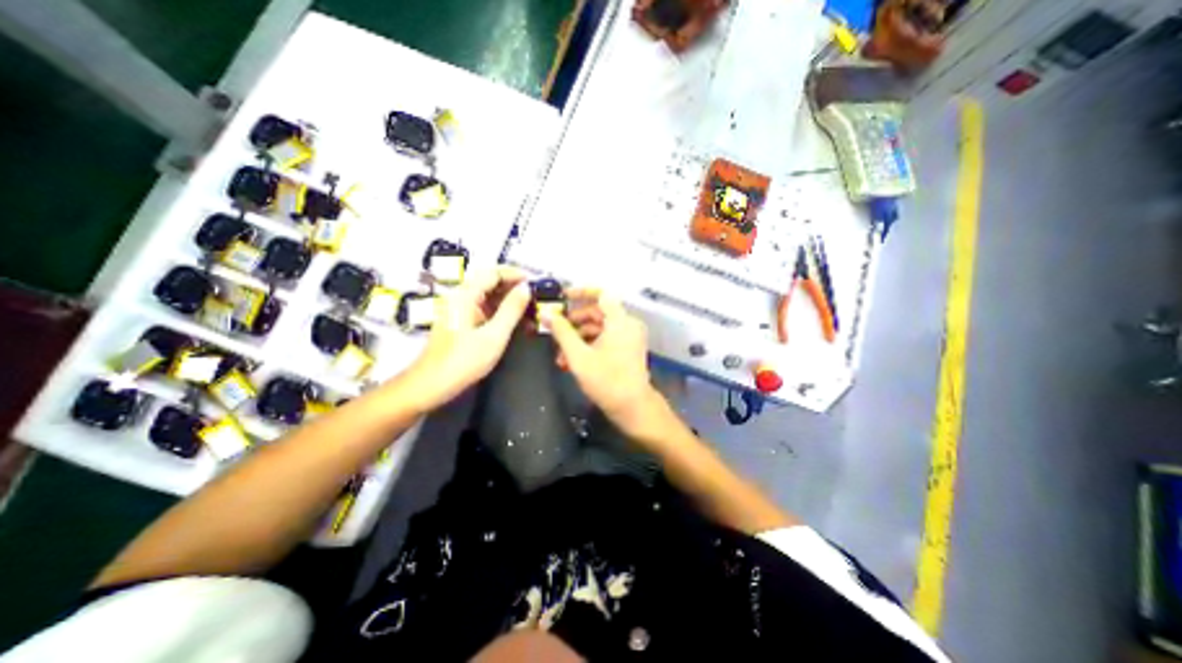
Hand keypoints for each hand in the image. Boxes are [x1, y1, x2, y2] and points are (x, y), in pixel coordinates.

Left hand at [397, 265, 525, 411]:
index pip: (493, 273)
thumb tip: (526, 288)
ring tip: (530, 310)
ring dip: (509, 301)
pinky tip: (516, 321)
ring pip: (488, 297)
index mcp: (465, 295)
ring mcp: (459, 310)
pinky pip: (484, 309)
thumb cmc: (463, 360)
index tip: (535, 282)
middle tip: (536, 297)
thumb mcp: (494, 335)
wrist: (431, 385)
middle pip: (490, 282)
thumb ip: (511, 309)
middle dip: (514, 288)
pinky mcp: (461, 322)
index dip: (515, 274)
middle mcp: (460, 297)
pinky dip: (501, 312)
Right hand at [539, 290, 660, 428]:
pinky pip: (605, 339)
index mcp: (620, 321)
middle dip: (573, 323)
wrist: (633, 408)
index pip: (601, 293)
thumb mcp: (578, 356)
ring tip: (560, 356)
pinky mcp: (627, 349)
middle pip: (597, 312)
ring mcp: (629, 337)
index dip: (581, 292)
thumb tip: (546, 313)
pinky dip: (589, 346)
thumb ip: (562, 332)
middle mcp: (627, 324)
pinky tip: (571, 361)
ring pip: (598, 328)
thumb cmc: (607, 381)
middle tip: (554, 332)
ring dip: (578, 338)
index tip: (562, 297)